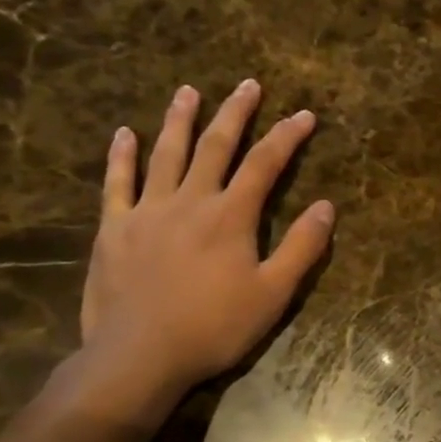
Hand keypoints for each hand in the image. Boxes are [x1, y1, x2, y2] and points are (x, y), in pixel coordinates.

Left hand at [74, 79, 333, 421]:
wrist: (138, 356)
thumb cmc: (214, 328)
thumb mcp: (273, 294)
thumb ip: (301, 248)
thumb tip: (326, 206)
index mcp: (231, 216)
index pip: (265, 164)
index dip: (287, 136)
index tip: (305, 114)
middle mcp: (190, 201)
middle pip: (216, 146)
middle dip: (236, 113)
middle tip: (248, 85)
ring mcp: (147, 211)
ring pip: (166, 154)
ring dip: (180, 120)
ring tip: (188, 91)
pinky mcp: (113, 229)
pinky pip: (117, 183)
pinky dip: (121, 157)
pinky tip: (125, 134)